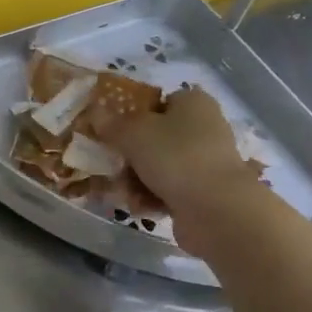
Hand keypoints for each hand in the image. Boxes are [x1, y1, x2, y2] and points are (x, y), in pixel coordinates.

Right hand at [97, 88, 262, 222]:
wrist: (216, 210)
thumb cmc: (175, 156)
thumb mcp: (134, 133)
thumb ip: (111, 123)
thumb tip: (95, 111)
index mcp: (194, 103)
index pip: (159, 101)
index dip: (134, 114)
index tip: (112, 130)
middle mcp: (204, 128)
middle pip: (156, 136)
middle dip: (130, 154)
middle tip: (112, 164)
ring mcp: (205, 163)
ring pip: (159, 166)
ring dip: (136, 179)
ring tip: (124, 191)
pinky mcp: (204, 193)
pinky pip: (169, 190)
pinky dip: (152, 198)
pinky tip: (140, 207)